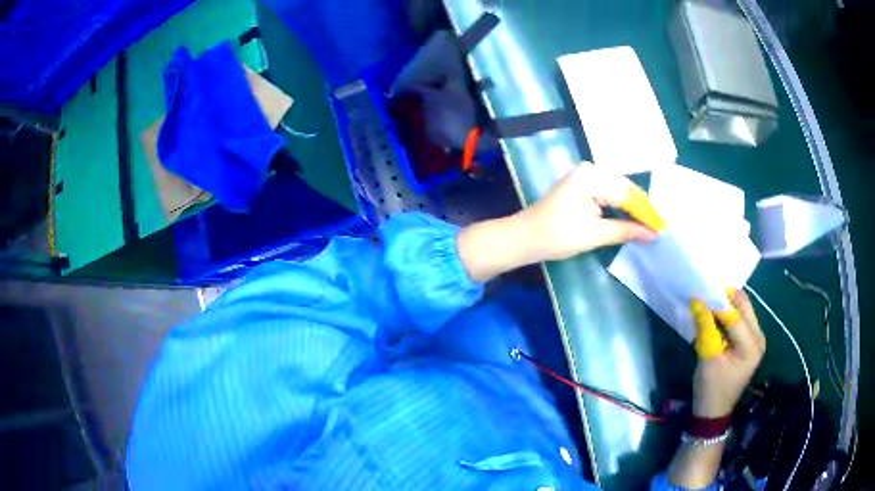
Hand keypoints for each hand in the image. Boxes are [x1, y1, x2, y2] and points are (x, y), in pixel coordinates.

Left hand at [517, 163, 658, 263]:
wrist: (524, 238)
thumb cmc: (557, 235)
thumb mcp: (595, 234)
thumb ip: (625, 231)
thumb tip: (652, 234)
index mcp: (592, 176)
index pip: (628, 193)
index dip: (646, 212)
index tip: (662, 228)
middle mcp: (590, 170)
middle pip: (624, 189)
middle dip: (640, 210)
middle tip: (658, 228)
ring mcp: (584, 177)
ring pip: (617, 192)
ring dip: (631, 210)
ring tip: (649, 226)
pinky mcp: (581, 187)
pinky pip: (607, 195)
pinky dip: (619, 208)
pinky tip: (630, 220)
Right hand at [691, 291, 765, 417]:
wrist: (714, 411)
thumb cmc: (711, 389)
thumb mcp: (707, 359)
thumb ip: (706, 328)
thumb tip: (698, 301)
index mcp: (751, 346)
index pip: (735, 316)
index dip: (717, 303)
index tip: (700, 293)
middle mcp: (759, 337)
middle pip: (743, 305)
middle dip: (724, 298)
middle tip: (705, 295)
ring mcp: (757, 337)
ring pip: (743, 308)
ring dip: (726, 304)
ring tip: (708, 303)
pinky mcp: (751, 339)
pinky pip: (741, 317)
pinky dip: (728, 313)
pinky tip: (715, 315)